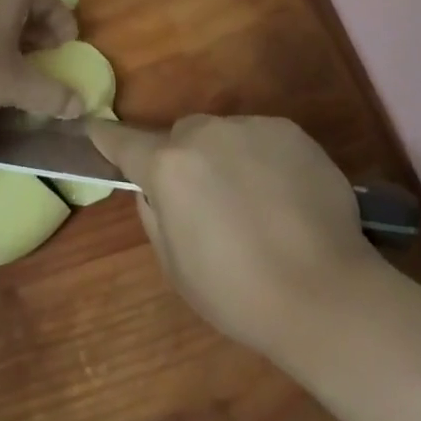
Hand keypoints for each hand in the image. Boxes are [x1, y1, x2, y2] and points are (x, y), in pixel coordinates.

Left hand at [0, 0, 83, 119]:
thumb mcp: (14, 84)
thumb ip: (49, 94)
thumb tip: (79, 105)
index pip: (49, 0)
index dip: (62, 23)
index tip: (68, 45)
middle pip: (21, 3)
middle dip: (36, 29)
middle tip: (43, 54)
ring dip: (7, 31)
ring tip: (9, 58)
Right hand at [91, 115, 379, 358]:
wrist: (327, 293)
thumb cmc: (240, 293)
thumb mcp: (176, 268)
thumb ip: (155, 215)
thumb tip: (154, 188)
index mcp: (169, 167)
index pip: (125, 143)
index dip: (106, 137)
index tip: (92, 126)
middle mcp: (204, 133)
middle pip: (182, 136)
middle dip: (186, 160)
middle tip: (210, 205)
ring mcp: (250, 126)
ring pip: (225, 136)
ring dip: (228, 159)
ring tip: (259, 207)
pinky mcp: (290, 130)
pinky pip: (262, 139)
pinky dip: (265, 160)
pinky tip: (287, 199)